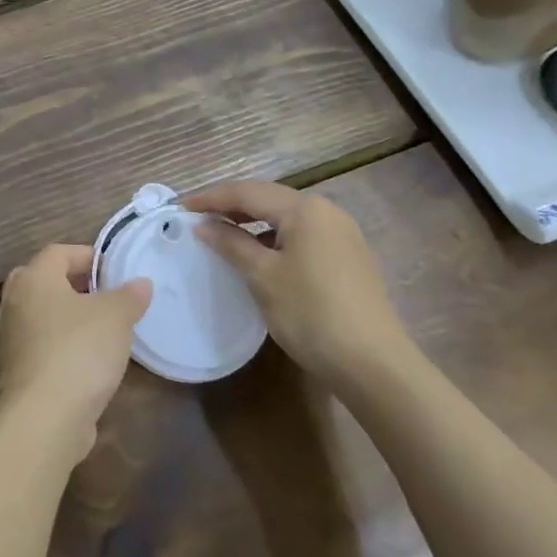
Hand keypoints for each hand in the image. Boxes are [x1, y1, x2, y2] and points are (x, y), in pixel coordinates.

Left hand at [0, 244, 151, 461]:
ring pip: (41, 315)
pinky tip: (89, 360)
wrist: (44, 418)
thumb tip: (141, 283)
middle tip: (104, 294)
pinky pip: (42, 345)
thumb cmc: (79, 351)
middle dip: (74, 284)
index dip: (88, 256)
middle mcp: (15, 302)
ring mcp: (11, 338)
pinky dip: (62, 344)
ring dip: (68, 317)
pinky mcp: (17, 371)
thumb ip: (130, 296)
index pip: (58, 252)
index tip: (115, 270)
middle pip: (44, 281)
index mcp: (34, 278)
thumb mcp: (116, 317)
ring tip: (103, 328)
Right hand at [185, 180, 413, 381]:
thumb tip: (204, 226)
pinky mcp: (350, 257)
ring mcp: (343, 234)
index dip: (212, 198)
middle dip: (232, 206)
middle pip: (269, 199)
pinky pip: (303, 235)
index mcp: (305, 208)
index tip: (182, 207)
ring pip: (287, 218)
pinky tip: (261, 255)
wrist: (374, 364)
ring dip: (254, 222)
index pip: (248, 192)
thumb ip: (231, 244)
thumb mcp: (263, 277)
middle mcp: (327, 211)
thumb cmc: (311, 313)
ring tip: (224, 234)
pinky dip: (275, 238)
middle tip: (199, 217)